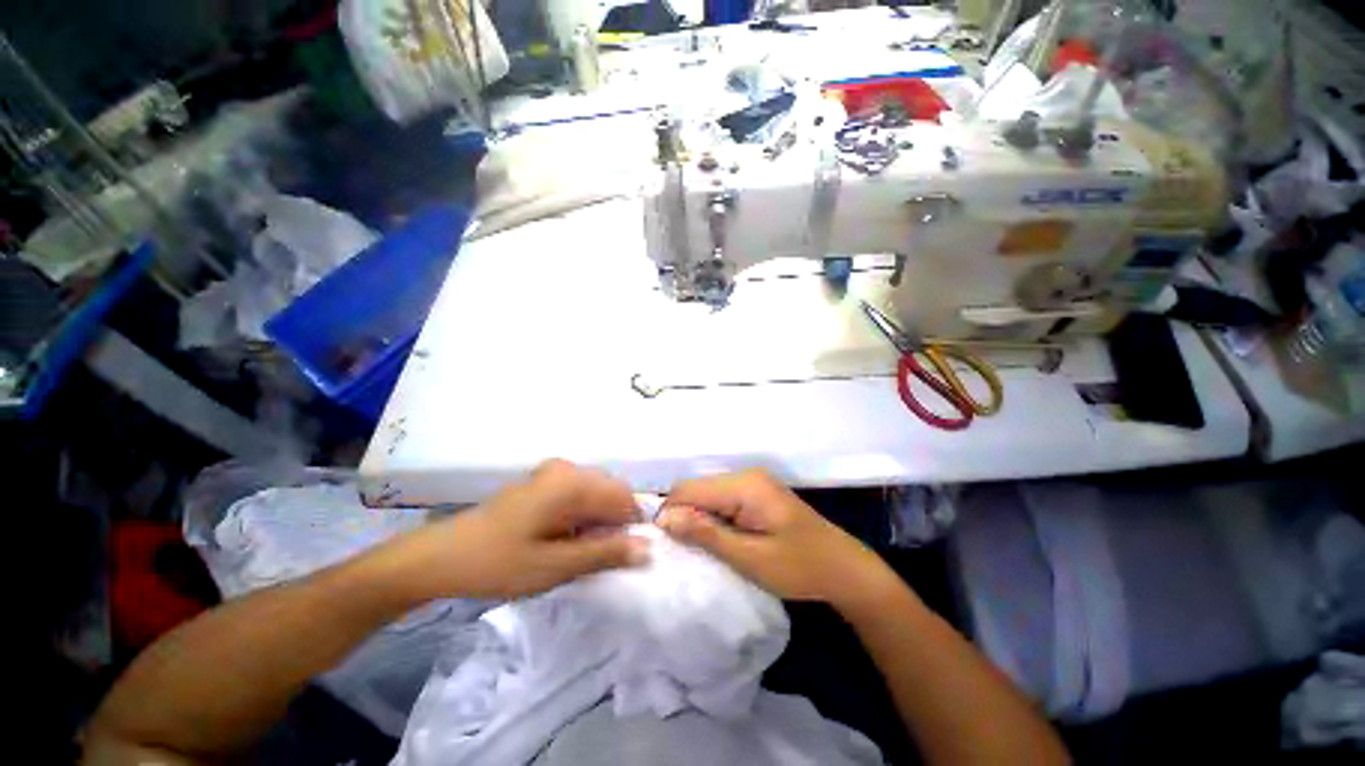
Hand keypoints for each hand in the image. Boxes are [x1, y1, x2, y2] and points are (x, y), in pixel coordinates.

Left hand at [378, 460, 648, 600]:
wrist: (440, 557)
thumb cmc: (498, 563)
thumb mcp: (556, 566)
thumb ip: (605, 554)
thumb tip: (648, 549)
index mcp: (572, 482)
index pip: (624, 497)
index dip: (631, 527)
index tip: (623, 557)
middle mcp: (567, 469)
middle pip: (611, 493)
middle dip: (613, 524)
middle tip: (596, 558)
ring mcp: (553, 473)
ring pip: (595, 496)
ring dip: (597, 523)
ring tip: (577, 553)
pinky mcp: (543, 483)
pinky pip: (578, 496)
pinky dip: (581, 518)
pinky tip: (563, 541)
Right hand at [657, 469, 895, 607]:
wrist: (843, 568)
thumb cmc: (799, 567)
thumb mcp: (750, 557)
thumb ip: (706, 533)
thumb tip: (664, 518)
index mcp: (744, 485)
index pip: (688, 489)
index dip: (671, 514)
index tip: (669, 546)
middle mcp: (745, 475)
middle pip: (696, 488)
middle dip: (684, 515)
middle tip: (687, 551)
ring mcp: (752, 482)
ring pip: (707, 493)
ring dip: (698, 518)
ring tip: (703, 548)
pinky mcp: (756, 493)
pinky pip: (721, 499)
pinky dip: (713, 517)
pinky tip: (719, 539)